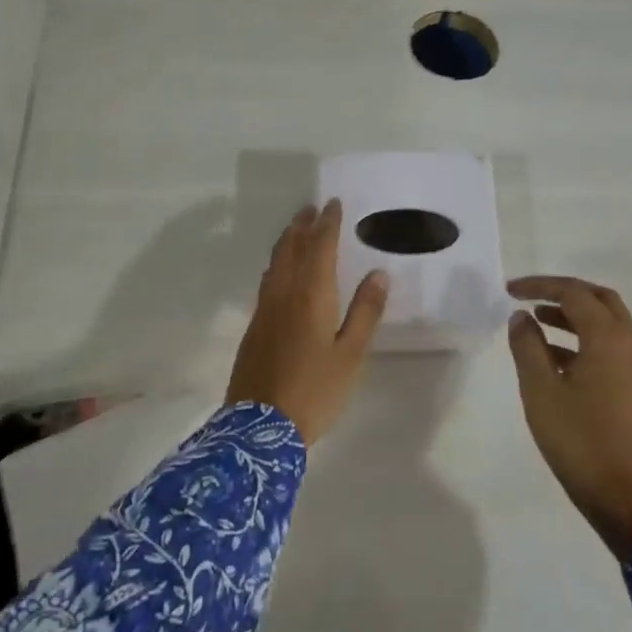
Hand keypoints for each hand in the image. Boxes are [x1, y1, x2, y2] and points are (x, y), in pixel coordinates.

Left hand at [226, 201, 388, 446]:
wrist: (259, 427)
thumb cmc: (315, 390)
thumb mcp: (351, 354)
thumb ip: (365, 312)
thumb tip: (378, 273)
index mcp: (311, 296)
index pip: (319, 248)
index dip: (328, 224)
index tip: (333, 204)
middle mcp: (284, 294)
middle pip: (290, 249)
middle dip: (302, 225)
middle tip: (311, 208)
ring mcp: (264, 310)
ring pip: (274, 264)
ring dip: (286, 241)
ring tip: (296, 230)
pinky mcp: (254, 327)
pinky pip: (267, 281)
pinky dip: (277, 264)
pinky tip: (281, 272)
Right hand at [507, 276, 631, 560]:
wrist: (617, 492)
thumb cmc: (575, 437)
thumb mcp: (539, 388)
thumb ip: (527, 344)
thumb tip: (521, 317)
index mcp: (609, 339)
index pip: (574, 294)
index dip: (540, 286)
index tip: (509, 291)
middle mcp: (630, 343)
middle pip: (599, 299)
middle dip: (563, 292)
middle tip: (530, 296)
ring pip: (607, 321)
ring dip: (574, 314)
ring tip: (536, 320)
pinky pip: (611, 344)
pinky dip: (584, 337)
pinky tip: (554, 355)